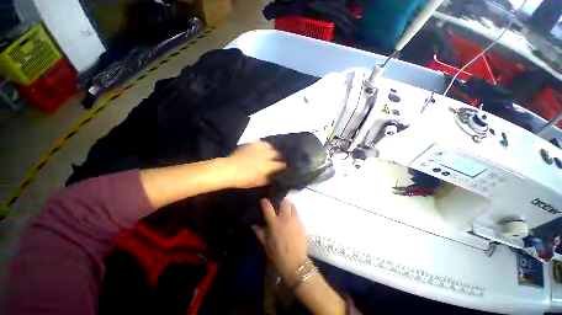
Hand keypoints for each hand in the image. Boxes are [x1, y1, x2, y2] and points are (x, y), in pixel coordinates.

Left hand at [223, 141, 285, 188]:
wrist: (228, 170)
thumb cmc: (242, 179)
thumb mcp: (256, 183)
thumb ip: (267, 179)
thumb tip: (273, 177)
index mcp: (266, 167)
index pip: (279, 165)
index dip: (283, 166)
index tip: (284, 166)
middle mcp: (264, 157)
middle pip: (276, 153)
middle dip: (278, 156)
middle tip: (276, 158)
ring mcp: (257, 150)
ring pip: (269, 146)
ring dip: (271, 149)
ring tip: (270, 151)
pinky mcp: (251, 145)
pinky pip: (259, 141)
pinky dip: (262, 143)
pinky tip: (262, 146)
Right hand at [252, 198, 307, 283]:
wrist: (295, 263)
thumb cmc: (277, 254)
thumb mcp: (266, 244)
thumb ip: (259, 232)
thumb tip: (253, 225)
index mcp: (274, 223)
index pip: (268, 207)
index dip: (264, 201)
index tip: (263, 201)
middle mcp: (285, 218)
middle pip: (284, 202)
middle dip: (281, 201)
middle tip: (278, 206)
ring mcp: (295, 220)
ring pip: (292, 206)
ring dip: (289, 206)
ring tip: (286, 211)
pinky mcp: (302, 223)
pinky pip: (298, 213)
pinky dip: (294, 213)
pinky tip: (292, 219)